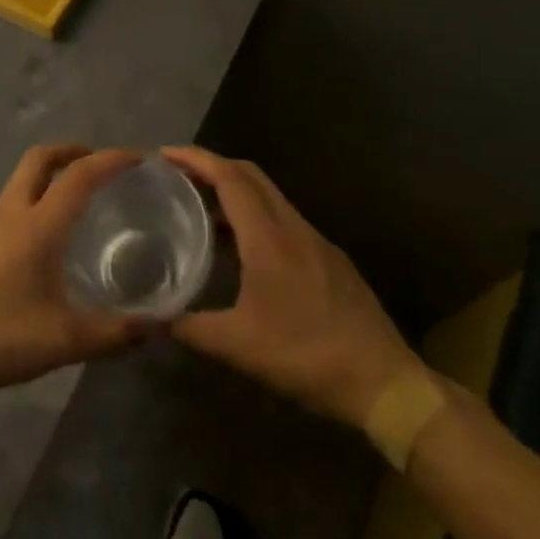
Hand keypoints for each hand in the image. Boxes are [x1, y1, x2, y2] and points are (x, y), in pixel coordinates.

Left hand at [0, 145, 149, 402]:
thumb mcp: (65, 341)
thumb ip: (114, 333)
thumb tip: (159, 327)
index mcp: (38, 226)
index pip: (79, 175)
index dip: (110, 160)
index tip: (137, 157)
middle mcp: (9, 214)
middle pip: (39, 159)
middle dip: (71, 151)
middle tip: (97, 164)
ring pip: (18, 184)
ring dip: (46, 181)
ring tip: (72, 210)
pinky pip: (5, 211)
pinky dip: (28, 208)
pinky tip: (37, 249)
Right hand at [165, 147, 421, 429]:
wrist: (385, 383)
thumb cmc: (307, 356)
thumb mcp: (239, 347)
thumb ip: (190, 328)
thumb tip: (154, 318)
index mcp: (268, 237)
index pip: (229, 177)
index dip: (196, 159)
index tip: (165, 155)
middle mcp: (293, 227)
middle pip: (250, 175)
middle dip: (212, 165)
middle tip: (179, 176)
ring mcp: (316, 241)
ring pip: (269, 196)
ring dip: (234, 191)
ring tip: (202, 208)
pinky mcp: (330, 259)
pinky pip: (283, 219)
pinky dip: (255, 215)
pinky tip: (242, 247)